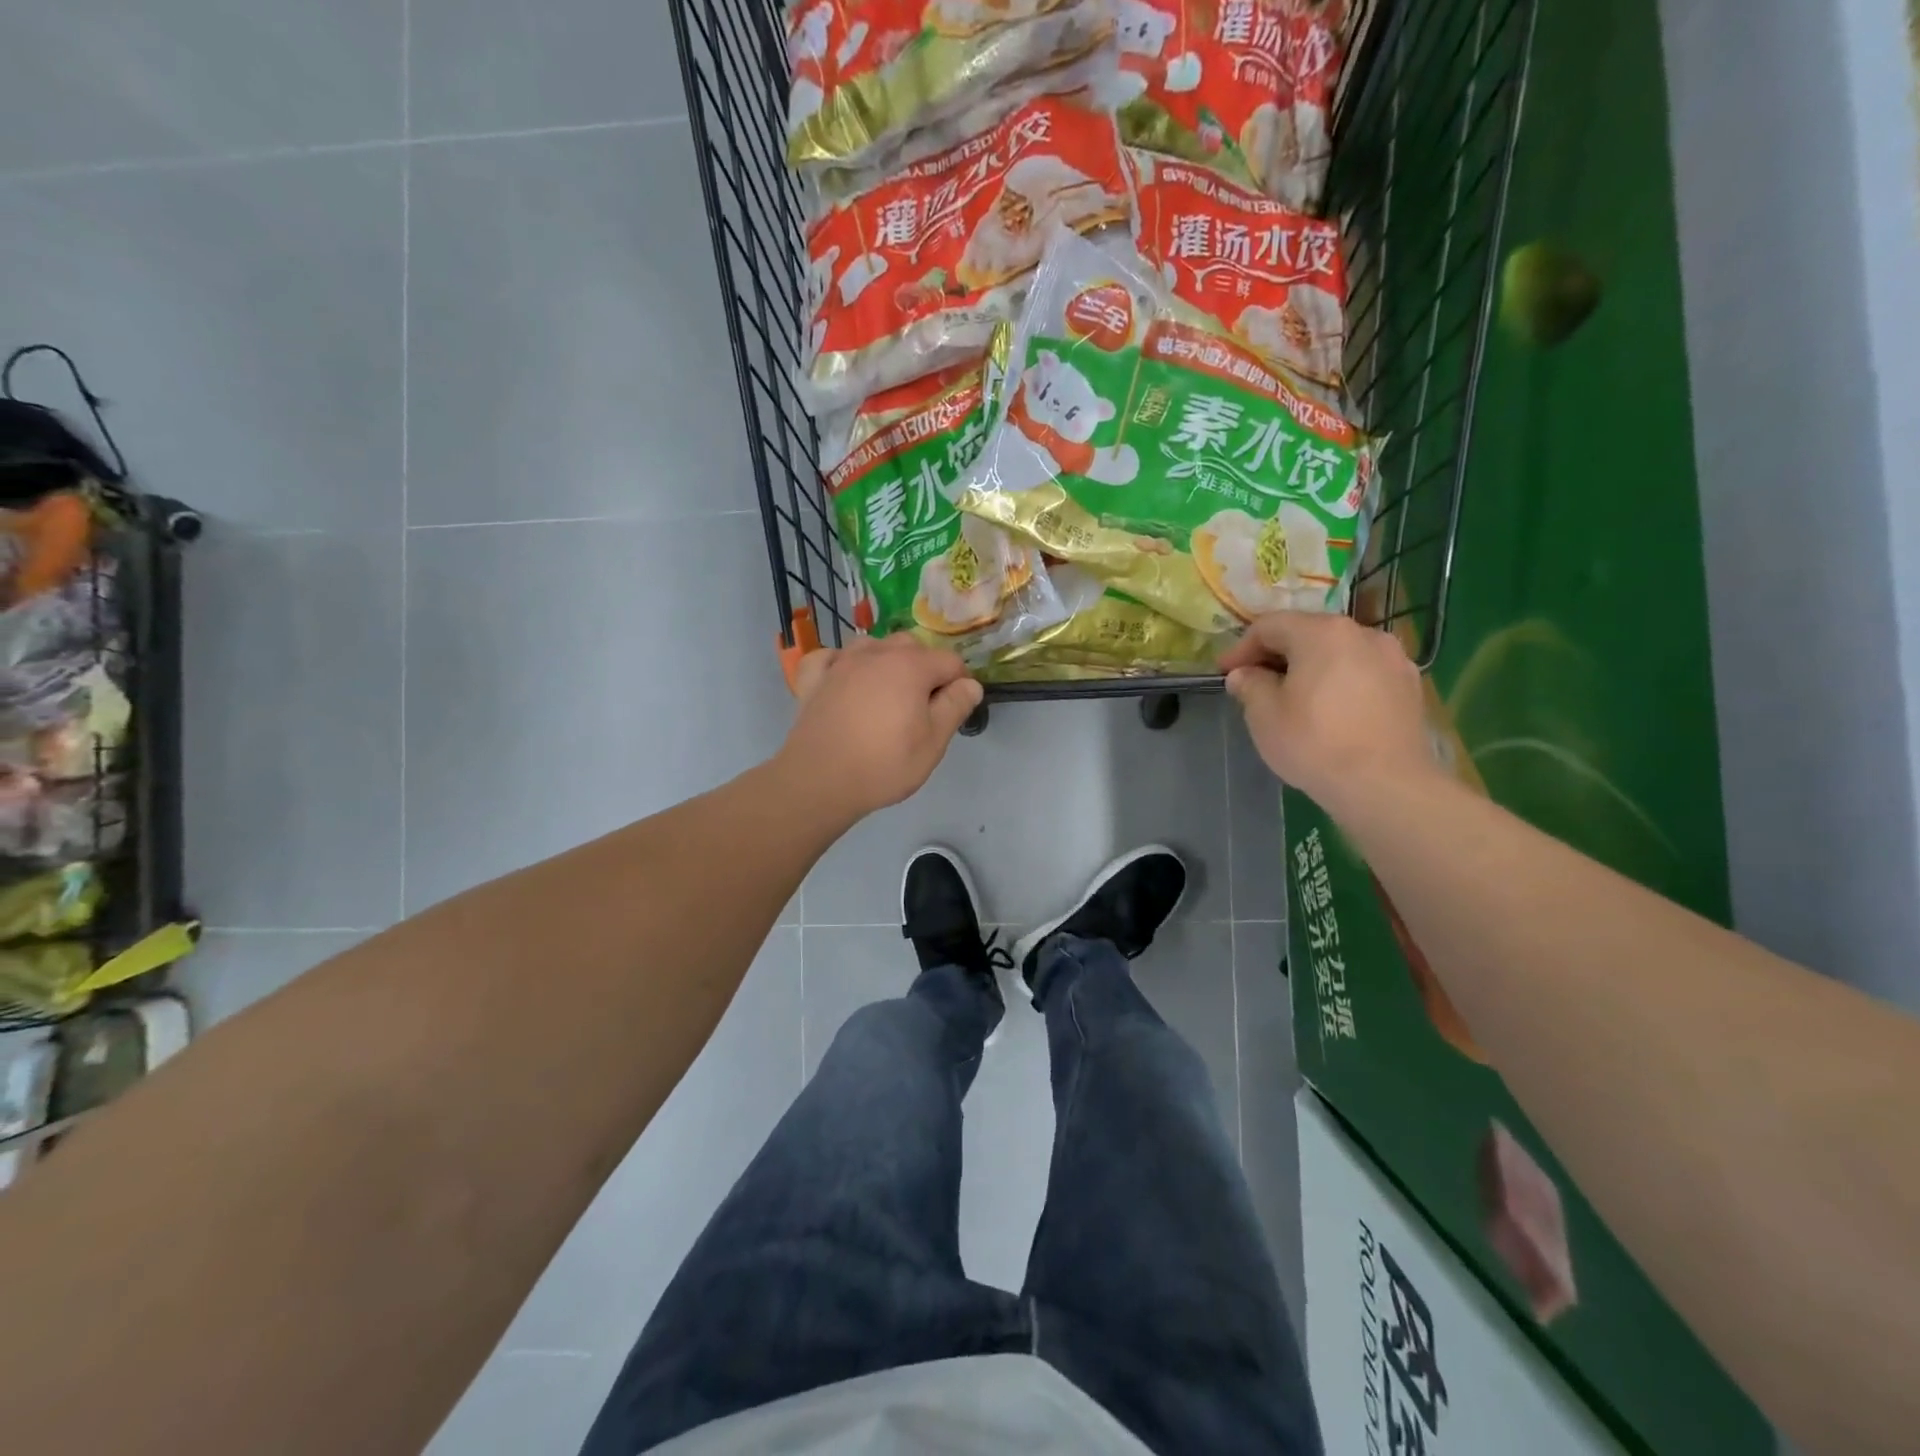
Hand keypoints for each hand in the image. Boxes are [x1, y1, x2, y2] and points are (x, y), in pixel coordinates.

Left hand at [776, 634, 983, 822]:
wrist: (819, 780)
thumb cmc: (884, 764)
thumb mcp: (933, 743)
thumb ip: (954, 707)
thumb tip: (970, 684)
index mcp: (911, 666)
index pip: (950, 661)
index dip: (959, 684)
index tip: (954, 710)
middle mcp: (876, 653)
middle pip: (912, 646)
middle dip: (925, 668)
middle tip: (923, 706)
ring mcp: (841, 663)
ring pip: (872, 645)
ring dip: (886, 660)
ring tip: (888, 692)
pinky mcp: (814, 678)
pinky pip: (830, 657)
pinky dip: (841, 663)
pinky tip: (844, 679)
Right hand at [1219, 612, 1434, 816]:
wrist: (1386, 785)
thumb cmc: (1315, 743)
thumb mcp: (1264, 715)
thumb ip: (1250, 685)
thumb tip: (1244, 674)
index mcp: (1322, 632)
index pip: (1270, 626)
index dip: (1241, 648)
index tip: (1225, 673)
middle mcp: (1362, 633)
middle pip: (1308, 634)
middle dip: (1277, 656)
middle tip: (1255, 684)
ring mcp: (1393, 658)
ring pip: (1338, 653)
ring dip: (1311, 668)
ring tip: (1294, 697)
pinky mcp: (1409, 685)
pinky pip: (1363, 673)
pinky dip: (1340, 682)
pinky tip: (1331, 711)